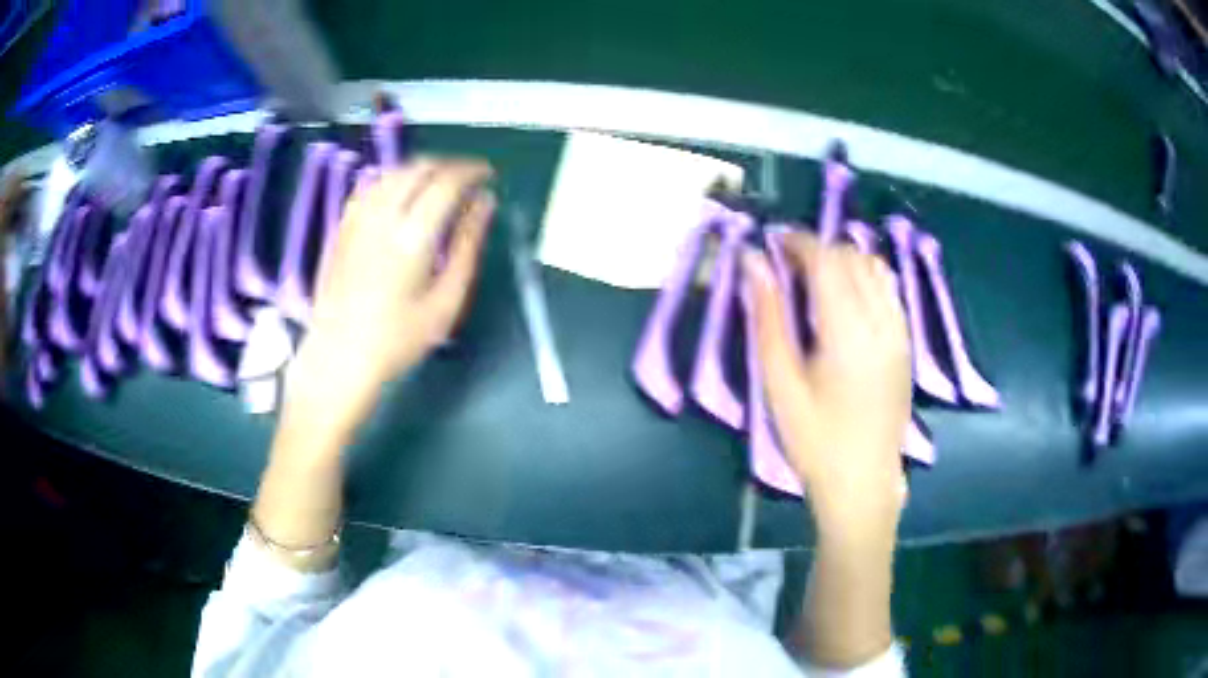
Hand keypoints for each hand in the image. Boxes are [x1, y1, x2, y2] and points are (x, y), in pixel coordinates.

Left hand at [286, 159, 495, 438]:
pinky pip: (371, 186)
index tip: (488, 175)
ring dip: (421, 168)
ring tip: (439, 183)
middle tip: (468, 178)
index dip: (471, 170)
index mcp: (412, 236)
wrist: (339, 357)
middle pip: (418, 168)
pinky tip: (402, 194)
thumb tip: (485, 203)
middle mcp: (382, 217)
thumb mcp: (446, 302)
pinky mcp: (342, 227)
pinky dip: (394, 179)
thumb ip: (467, 246)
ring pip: (393, 172)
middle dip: (449, 164)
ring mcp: (357, 219)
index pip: (446, 181)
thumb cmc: (397, 339)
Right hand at [745, 231, 910, 539]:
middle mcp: (881, 321)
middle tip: (784, 265)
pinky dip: (865, 278)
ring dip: (843, 260)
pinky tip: (845, 299)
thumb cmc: (815, 441)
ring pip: (874, 268)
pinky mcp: (905, 343)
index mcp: (848, 331)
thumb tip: (753, 262)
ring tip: (813, 279)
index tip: (771, 243)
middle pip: (852, 257)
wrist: (863, 482)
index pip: (827, 259)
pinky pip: (888, 290)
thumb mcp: (780, 383)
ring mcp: (899, 331)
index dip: (797, 242)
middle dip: (817, 249)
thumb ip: (768, 318)